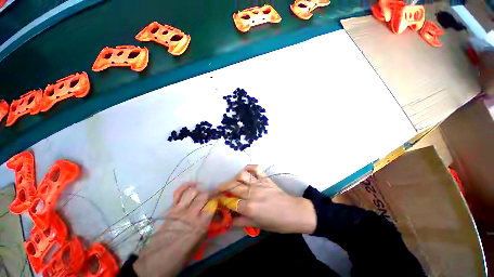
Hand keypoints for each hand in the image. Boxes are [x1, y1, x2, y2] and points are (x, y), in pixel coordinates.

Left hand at [133, 183, 213, 276]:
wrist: (154, 263)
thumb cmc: (179, 257)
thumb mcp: (198, 245)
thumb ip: (206, 228)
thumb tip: (214, 216)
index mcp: (200, 225)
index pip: (212, 205)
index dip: (216, 202)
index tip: (217, 202)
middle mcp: (191, 214)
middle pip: (204, 195)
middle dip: (208, 194)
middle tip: (209, 197)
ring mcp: (179, 209)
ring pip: (192, 191)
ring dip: (198, 190)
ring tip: (200, 193)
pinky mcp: (170, 209)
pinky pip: (178, 192)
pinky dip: (185, 186)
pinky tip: (191, 186)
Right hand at [218, 165, 315, 233]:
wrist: (293, 212)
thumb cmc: (276, 222)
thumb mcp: (257, 225)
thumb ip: (241, 222)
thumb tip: (228, 221)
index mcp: (249, 207)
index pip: (230, 202)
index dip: (222, 201)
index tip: (218, 200)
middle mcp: (252, 193)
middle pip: (233, 187)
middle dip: (223, 187)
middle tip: (219, 189)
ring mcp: (259, 183)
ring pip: (242, 176)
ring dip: (234, 178)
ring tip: (233, 181)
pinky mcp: (265, 178)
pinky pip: (256, 168)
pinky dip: (250, 167)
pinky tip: (246, 171)